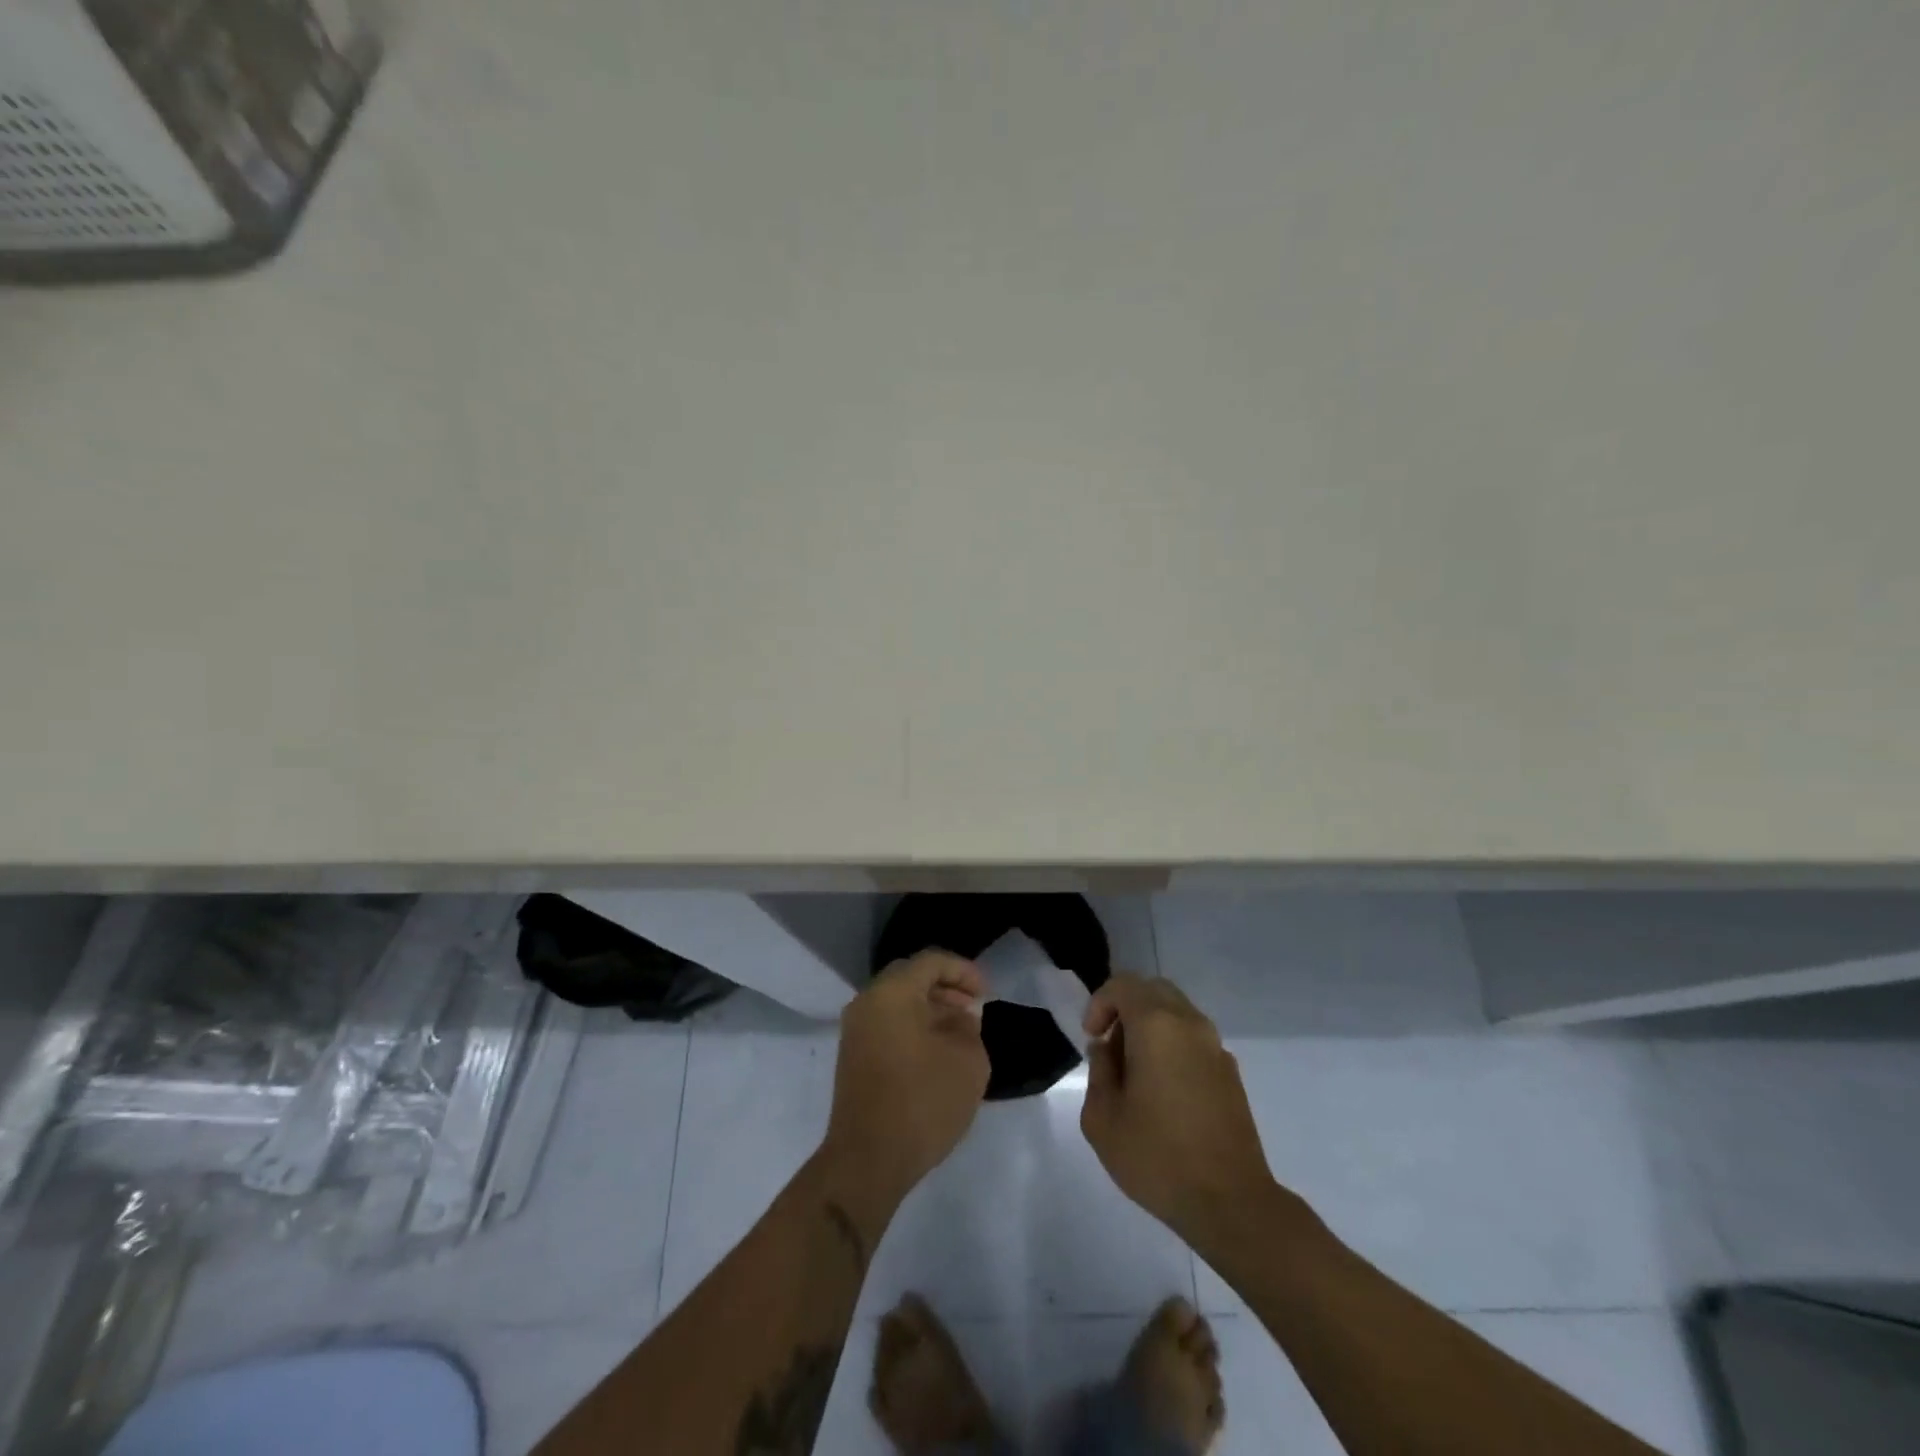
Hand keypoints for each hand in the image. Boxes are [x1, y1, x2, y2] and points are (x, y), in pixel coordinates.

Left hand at [822, 951, 990, 1203]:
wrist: (867, 1161)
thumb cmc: (922, 1103)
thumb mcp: (967, 1062)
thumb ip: (969, 1028)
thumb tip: (960, 1018)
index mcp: (892, 993)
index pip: (931, 962)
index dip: (964, 971)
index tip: (986, 994)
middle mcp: (867, 1003)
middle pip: (910, 978)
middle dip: (945, 988)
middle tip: (973, 1008)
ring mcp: (855, 1031)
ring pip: (897, 1002)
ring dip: (930, 1009)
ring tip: (960, 1033)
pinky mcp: (854, 1057)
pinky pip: (887, 1025)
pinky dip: (913, 1027)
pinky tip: (937, 1053)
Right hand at [1080, 975, 1276, 1248]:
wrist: (1231, 1203)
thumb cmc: (1158, 1158)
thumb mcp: (1102, 1119)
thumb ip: (1099, 1072)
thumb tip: (1107, 1051)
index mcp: (1157, 1026)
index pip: (1124, 985)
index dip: (1100, 1003)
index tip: (1091, 1037)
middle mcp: (1190, 1024)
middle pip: (1154, 990)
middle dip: (1126, 1008)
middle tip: (1110, 1046)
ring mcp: (1216, 1047)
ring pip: (1177, 1013)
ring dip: (1150, 1028)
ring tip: (1135, 1073)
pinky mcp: (1231, 1073)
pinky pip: (1194, 1039)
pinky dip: (1172, 1046)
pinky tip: (1164, 1092)